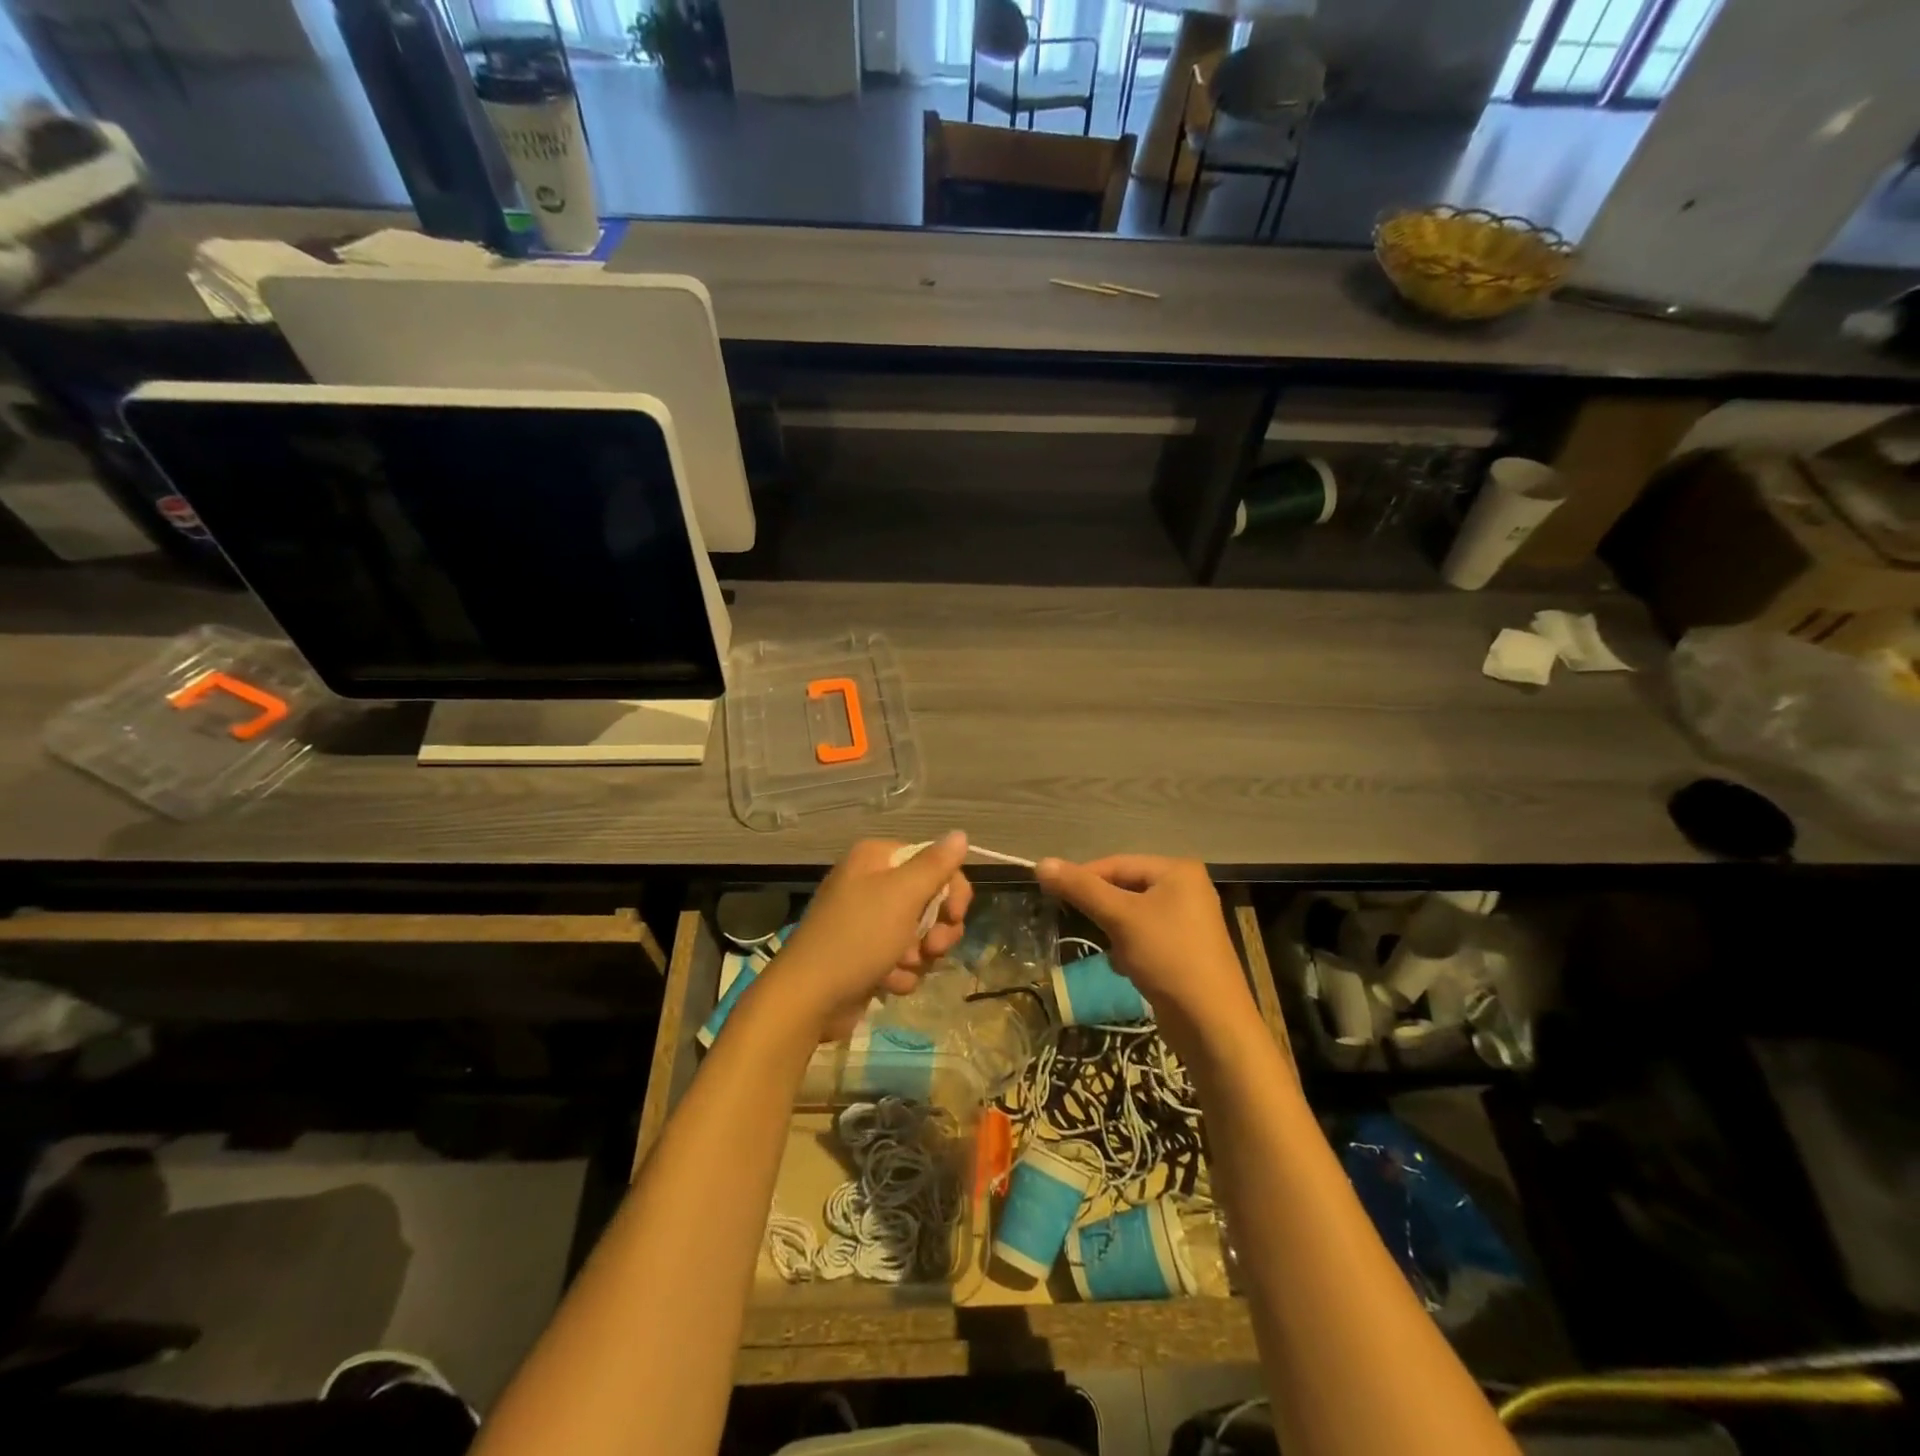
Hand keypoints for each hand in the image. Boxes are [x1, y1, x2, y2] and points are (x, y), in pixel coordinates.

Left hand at [762, 833, 974, 1041]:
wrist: (810, 997)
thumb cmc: (858, 937)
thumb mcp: (902, 895)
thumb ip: (935, 865)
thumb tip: (960, 834)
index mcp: (876, 859)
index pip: (933, 862)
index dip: (952, 889)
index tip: (955, 915)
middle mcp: (871, 883)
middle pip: (931, 900)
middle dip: (937, 929)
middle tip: (932, 948)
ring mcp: (868, 921)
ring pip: (921, 934)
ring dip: (919, 955)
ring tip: (901, 967)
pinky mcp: (868, 955)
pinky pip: (903, 958)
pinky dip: (901, 972)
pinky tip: (888, 983)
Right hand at [1036, 855, 1255, 1048]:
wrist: (1211, 1024)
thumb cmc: (1168, 957)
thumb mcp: (1120, 918)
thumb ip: (1081, 888)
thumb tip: (1041, 863)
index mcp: (1178, 870)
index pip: (1117, 863)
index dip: (1083, 878)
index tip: (1054, 896)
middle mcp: (1187, 888)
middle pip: (1126, 888)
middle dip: (1103, 910)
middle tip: (1079, 924)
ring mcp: (1189, 920)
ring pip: (1133, 915)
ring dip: (1115, 932)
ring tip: (1111, 951)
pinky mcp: (1186, 949)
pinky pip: (1146, 937)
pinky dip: (1131, 949)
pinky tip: (1126, 968)